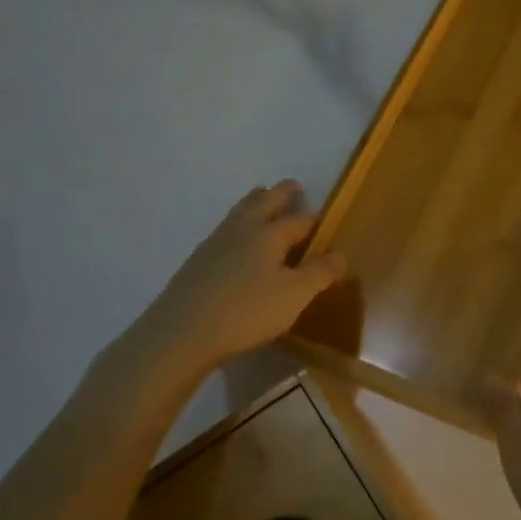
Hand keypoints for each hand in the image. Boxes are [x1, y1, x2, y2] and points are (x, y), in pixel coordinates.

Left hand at [131, 181, 346, 380]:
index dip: (314, 220)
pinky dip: (237, 226)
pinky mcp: (196, 263)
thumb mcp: (295, 296)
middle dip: (280, 193)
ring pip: (238, 213)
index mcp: (269, 234)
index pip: (299, 220)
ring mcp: (214, 244)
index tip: (324, 221)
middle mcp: (241, 230)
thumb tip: (340, 255)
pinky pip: (223, 232)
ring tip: (261, 199)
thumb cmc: (246, 311)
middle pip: (263, 202)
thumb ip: (320, 273)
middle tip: (291, 185)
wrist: (180, 334)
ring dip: (254, 203)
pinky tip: (235, 241)